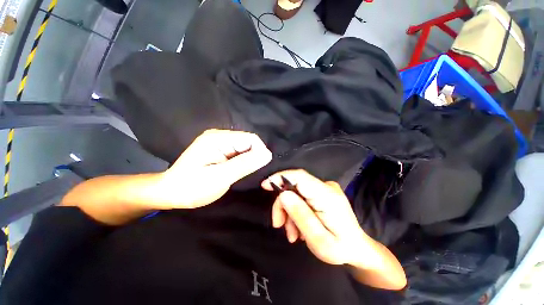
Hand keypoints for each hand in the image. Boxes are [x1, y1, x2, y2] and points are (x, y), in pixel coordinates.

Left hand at [156, 129, 271, 208]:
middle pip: (248, 142)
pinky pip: (238, 152)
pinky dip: (242, 161)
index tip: (260, 168)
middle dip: (254, 156)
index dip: (259, 152)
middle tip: (250, 173)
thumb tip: (268, 154)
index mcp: (218, 139)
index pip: (251, 138)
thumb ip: (245, 164)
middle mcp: (219, 136)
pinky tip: (238, 170)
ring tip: (244, 173)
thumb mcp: (220, 177)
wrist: (170, 193)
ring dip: (248, 160)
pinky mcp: (219, 149)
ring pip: (244, 147)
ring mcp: (219, 142)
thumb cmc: (192, 187)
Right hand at [262, 170, 369, 265]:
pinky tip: (298, 227)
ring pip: (296, 193)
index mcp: (328, 196)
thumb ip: (301, 216)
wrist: (358, 249)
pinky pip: (302, 196)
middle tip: (279, 225)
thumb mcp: (319, 240)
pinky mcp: (323, 193)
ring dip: (289, 211)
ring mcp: (325, 189)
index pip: (300, 177)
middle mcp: (327, 187)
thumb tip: (283, 195)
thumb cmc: (340, 248)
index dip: (280, 177)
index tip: (264, 185)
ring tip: (292, 234)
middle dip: (283, 205)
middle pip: (295, 186)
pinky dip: (296, 210)